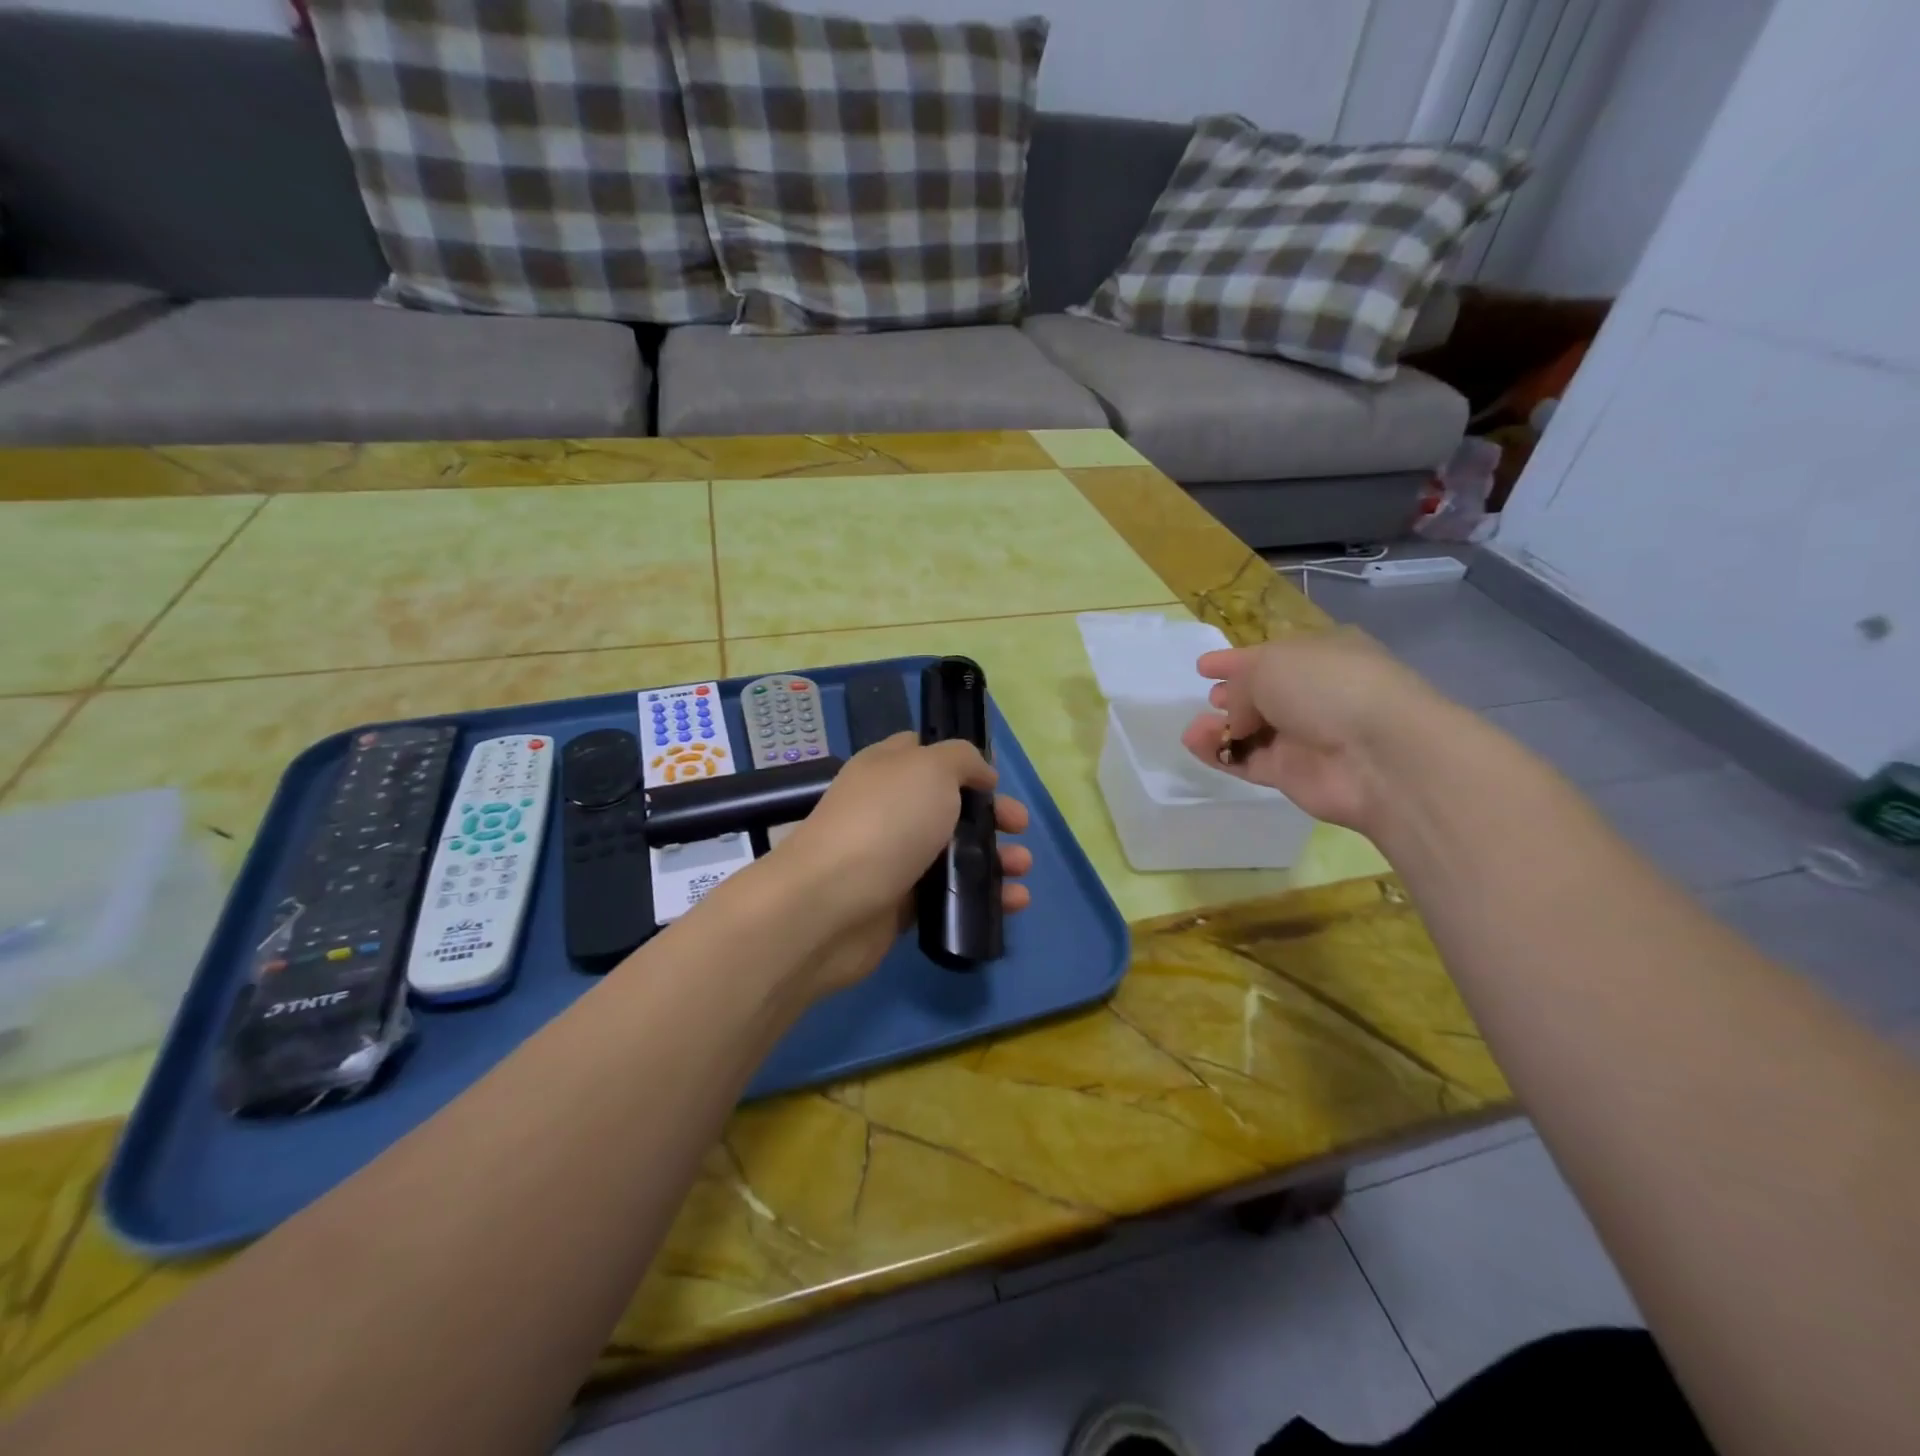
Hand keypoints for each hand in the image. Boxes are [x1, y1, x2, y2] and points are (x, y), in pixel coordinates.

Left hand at [762, 733, 1032, 998]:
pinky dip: (982, 897)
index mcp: (888, 768)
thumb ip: (962, 759)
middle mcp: (889, 809)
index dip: (962, 763)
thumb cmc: (886, 822)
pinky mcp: (900, 904)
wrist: (832, 904)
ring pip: (953, 853)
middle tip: (1019, 827)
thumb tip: (980, 775)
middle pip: (949, 806)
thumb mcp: (931, 768)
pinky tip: (1014, 903)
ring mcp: (893, 858)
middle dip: (990, 815)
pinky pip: (948, 895)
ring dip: (995, 858)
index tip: (994, 781)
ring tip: (1023, 869)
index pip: (925, 753)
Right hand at [1178, 628, 1450, 833]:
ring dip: (1221, 727)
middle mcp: (1316, 694)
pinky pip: (1248, 761)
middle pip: (1264, 695)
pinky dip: (1220, 754)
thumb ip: (1241, 683)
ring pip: (1253, 730)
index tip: (1204, 667)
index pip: (1272, 656)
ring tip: (1194, 729)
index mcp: (1322, 655)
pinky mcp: (1293, 774)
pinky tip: (1196, 744)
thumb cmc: (1328, 687)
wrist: (1376, 754)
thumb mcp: (1272, 664)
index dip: (1237, 660)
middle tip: (1211, 698)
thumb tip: (1237, 713)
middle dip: (1234, 696)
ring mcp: (1306, 737)